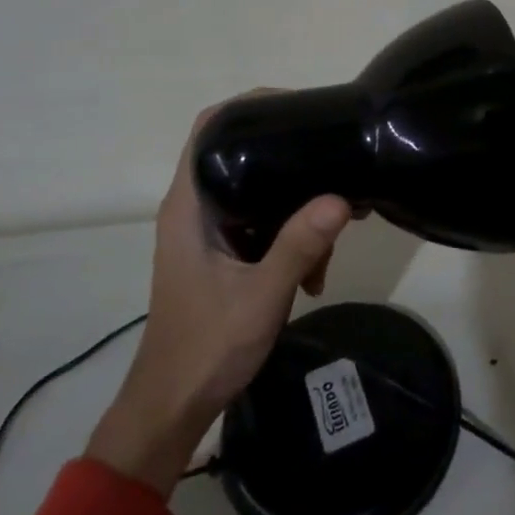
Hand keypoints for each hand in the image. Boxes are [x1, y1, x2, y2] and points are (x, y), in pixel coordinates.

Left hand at [86, 106, 351, 497]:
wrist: (172, 409)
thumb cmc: (205, 349)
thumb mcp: (260, 297)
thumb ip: (298, 246)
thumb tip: (342, 197)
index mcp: (189, 206)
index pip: (211, 128)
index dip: (250, 105)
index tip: (300, 107)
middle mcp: (197, 208)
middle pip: (243, 154)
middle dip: (292, 159)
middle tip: (337, 163)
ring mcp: (211, 231)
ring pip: (261, 192)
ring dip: (300, 208)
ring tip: (337, 235)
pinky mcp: (225, 253)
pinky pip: (265, 223)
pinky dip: (294, 236)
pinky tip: (317, 273)